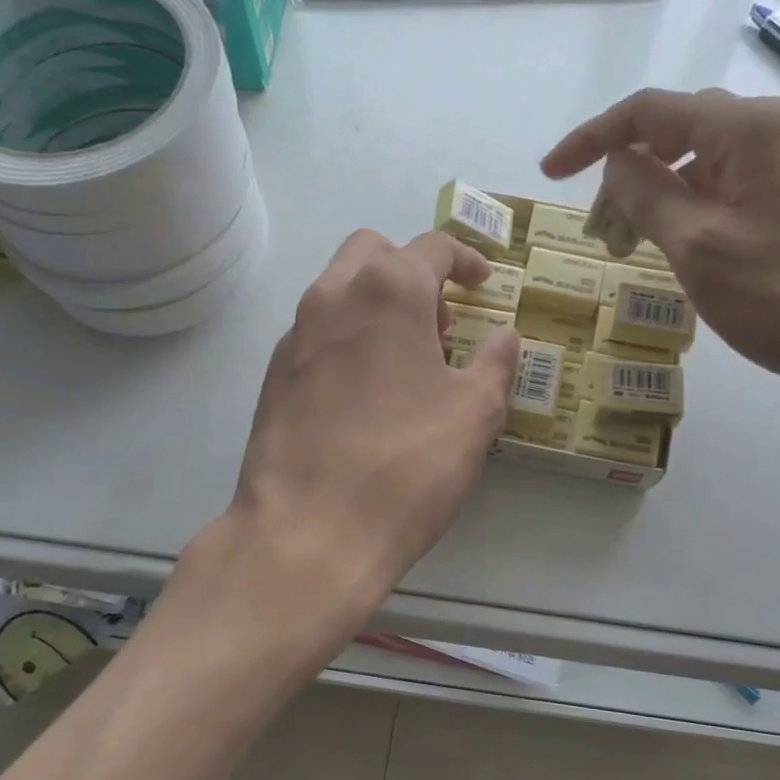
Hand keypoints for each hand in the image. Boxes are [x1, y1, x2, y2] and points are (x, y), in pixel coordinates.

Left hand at [228, 230, 518, 630]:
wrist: (308, 533)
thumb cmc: (406, 466)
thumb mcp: (474, 414)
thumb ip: (496, 364)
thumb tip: (506, 337)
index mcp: (388, 291)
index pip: (432, 246)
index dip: (466, 259)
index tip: (485, 283)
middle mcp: (332, 296)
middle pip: (375, 252)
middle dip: (413, 270)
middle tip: (441, 320)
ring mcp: (295, 335)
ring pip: (339, 289)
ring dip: (378, 303)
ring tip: (409, 361)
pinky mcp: (274, 375)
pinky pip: (318, 332)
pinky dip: (349, 337)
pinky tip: (367, 393)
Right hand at [542, 88, 779, 409]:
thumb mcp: (700, 247)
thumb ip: (648, 198)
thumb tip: (618, 163)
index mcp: (742, 129)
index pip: (647, 111)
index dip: (591, 139)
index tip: (549, 175)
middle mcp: (768, 133)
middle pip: (675, 132)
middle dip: (626, 171)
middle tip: (600, 227)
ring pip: (702, 167)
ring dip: (658, 198)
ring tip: (631, 247)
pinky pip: (728, 193)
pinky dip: (691, 215)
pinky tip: (682, 252)